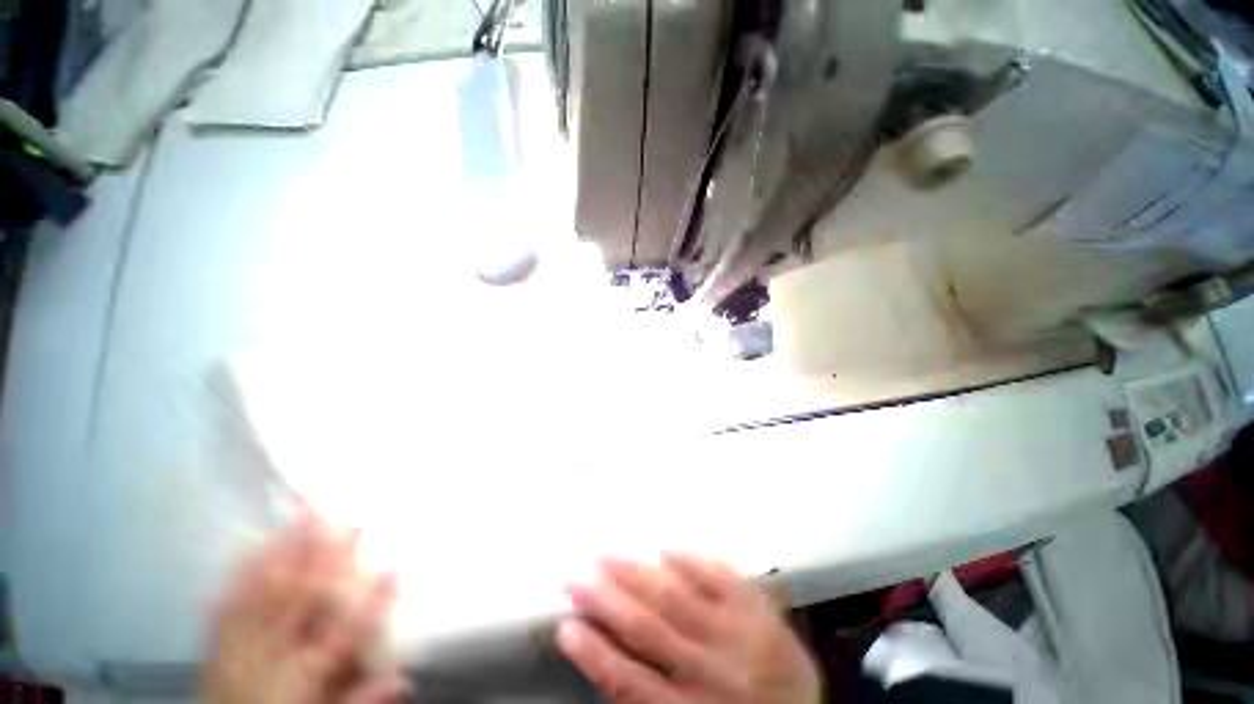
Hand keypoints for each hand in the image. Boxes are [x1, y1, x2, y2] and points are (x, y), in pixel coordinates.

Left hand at [200, 511, 406, 703]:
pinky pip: (229, 601)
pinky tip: (251, 546)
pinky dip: (241, 572)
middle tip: (349, 519)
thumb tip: (403, 678)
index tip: (396, 565)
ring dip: (286, 552)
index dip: (374, 597)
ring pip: (266, 591)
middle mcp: (270, 653)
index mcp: (301, 675)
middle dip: (329, 555)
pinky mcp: (217, 641)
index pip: (345, 632)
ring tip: (303, 517)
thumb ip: (360, 699)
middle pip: (303, 598)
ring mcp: (240, 643)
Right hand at [557, 554, 819, 703]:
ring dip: (635, 572)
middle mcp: (713, 671)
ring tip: (605, 553)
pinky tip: (665, 547)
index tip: (566, 627)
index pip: (631, 683)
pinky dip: (690, 561)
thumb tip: (610, 653)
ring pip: (676, 598)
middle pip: (648, 630)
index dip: (595, 654)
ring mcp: (739, 634)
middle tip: (575, 577)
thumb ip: (655, 693)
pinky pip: (721, 578)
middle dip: (606, 601)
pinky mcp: (759, 608)